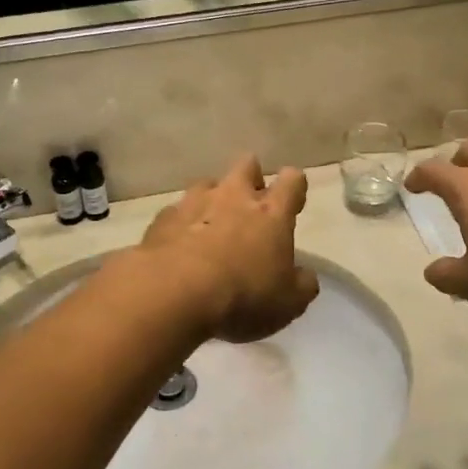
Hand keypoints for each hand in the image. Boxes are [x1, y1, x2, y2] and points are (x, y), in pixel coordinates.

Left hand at [139, 155, 318, 343]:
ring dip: (213, 198)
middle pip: (247, 165)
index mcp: (271, 213)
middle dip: (252, 176)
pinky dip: (181, 223)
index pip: (292, 182)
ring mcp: (194, 203)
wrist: (174, 293)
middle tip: (250, 202)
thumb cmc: (243, 296)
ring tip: (211, 224)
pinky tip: (179, 244)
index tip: (293, 200)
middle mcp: (234, 197)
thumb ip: (301, 285)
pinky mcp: (162, 219)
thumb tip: (305, 276)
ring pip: (207, 184)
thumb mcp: (288, 303)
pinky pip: (176, 212)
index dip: (294, 186)